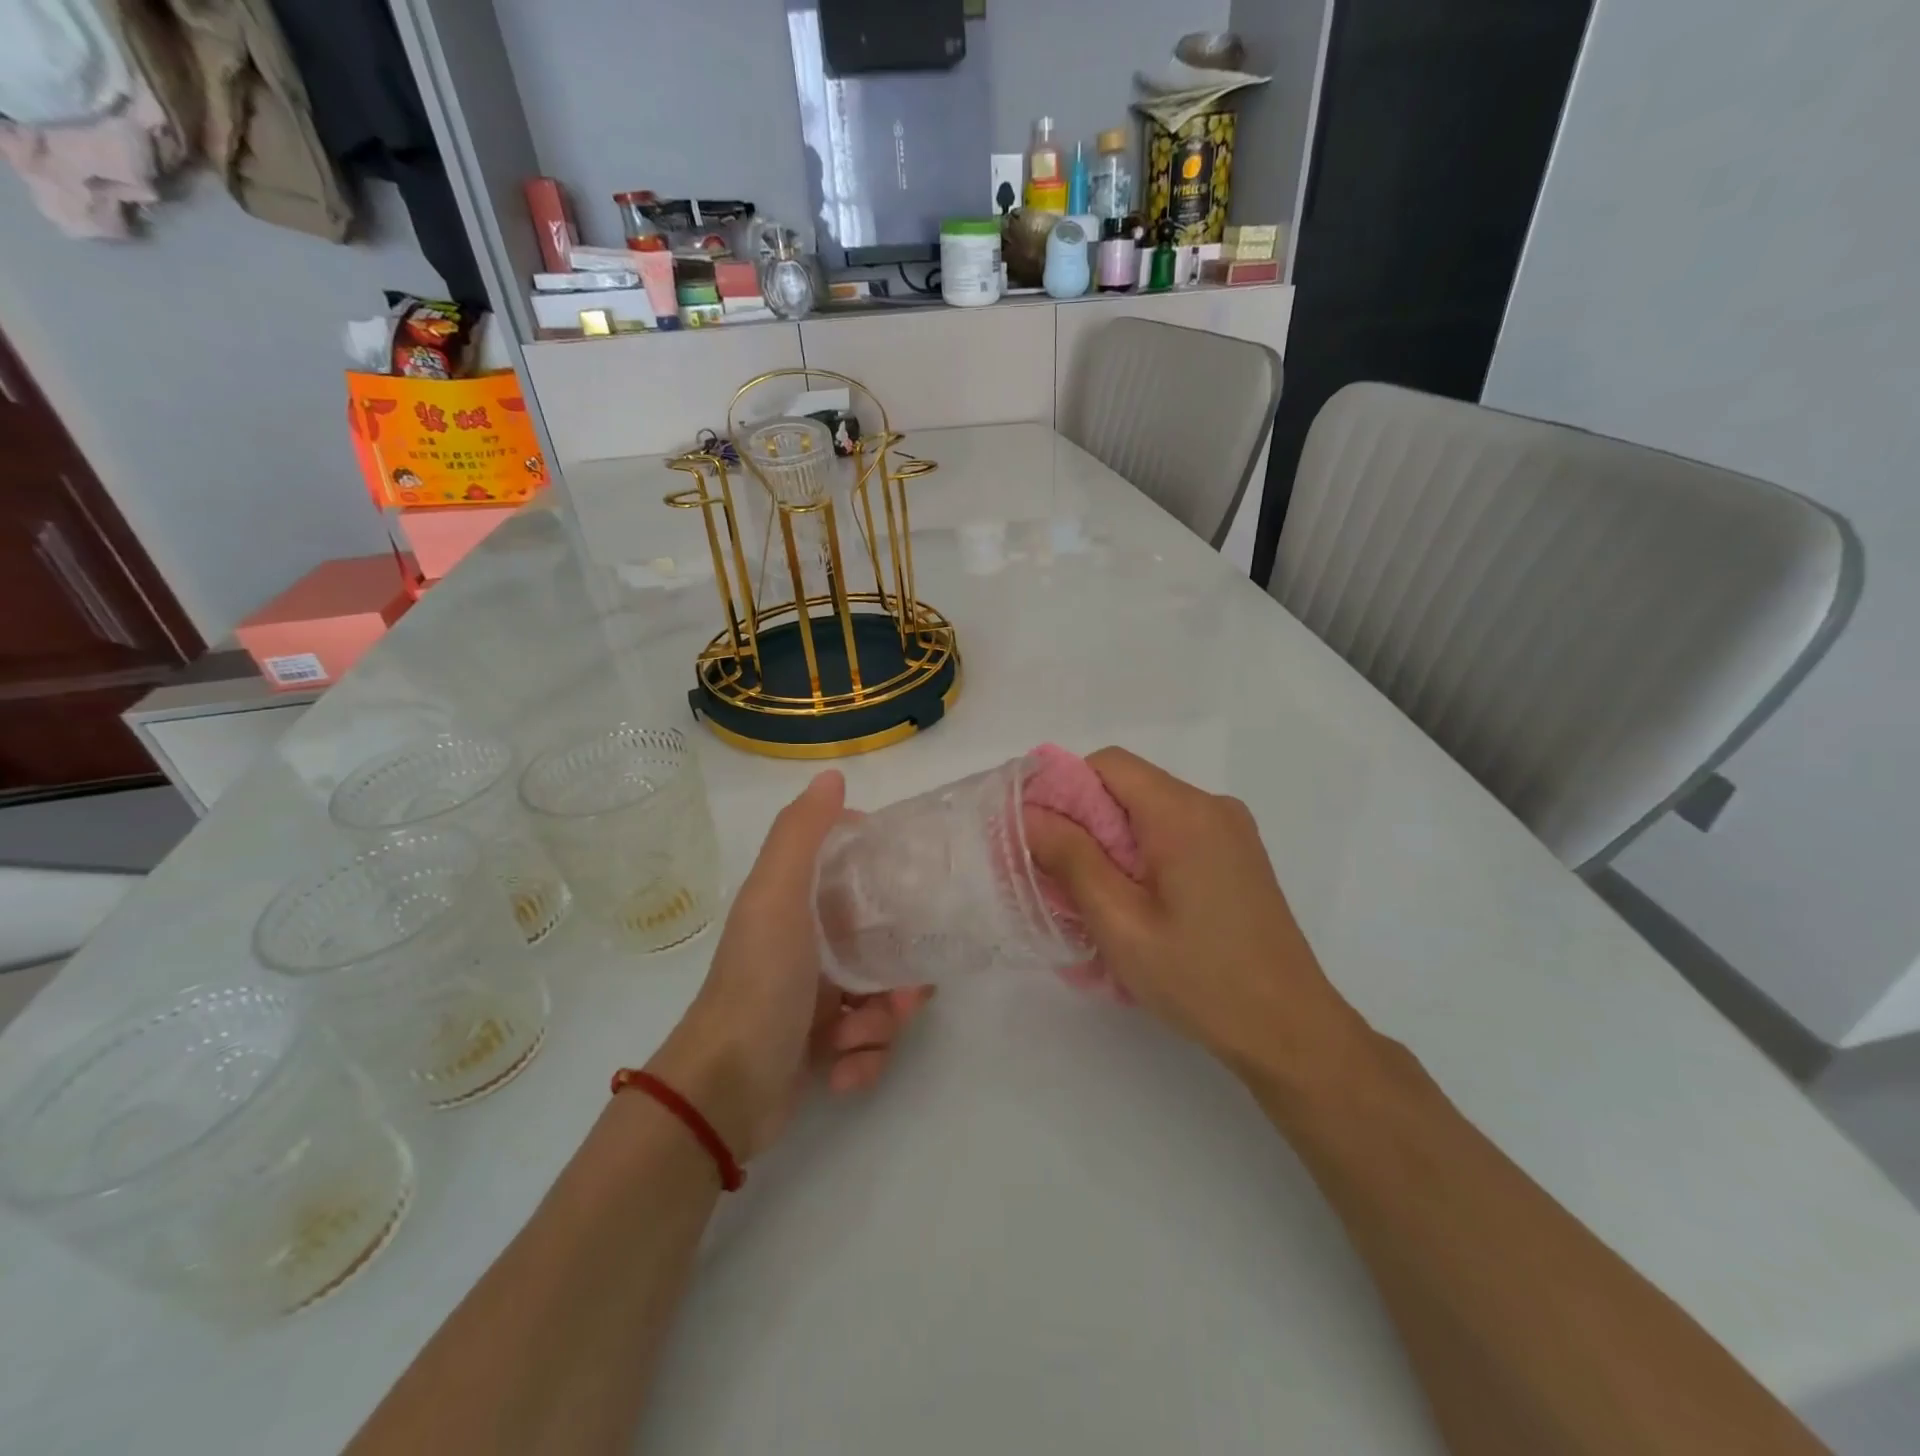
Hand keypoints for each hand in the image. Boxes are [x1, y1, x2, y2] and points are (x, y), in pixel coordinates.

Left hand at [647, 770, 932, 1160]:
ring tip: (862, 1036)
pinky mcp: (816, 1050)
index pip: (852, 879)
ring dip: (882, 1022)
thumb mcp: (777, 896)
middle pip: (877, 946)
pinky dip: (862, 1061)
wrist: (724, 1090)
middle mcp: (804, 951)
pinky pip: (864, 1046)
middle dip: (899, 973)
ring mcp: (810, 1002)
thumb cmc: (760, 982)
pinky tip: (842, 1071)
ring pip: (878, 999)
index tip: (913, 896)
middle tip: (906, 992)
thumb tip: (832, 774)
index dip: (884, 883)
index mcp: (794, 909)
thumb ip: (802, 833)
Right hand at [1025, 748, 1365, 1086]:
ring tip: (1094, 898)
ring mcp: (1231, 830)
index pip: (1107, 764)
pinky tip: (1136, 904)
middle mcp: (1212, 806)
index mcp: (1183, 813)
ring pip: (1148, 812)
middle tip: (1057, 876)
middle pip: (1128, 787)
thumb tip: (1030, 813)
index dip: (1062, 789)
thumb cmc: (1199, 978)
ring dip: (1110, 842)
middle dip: (1083, 822)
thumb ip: (1071, 859)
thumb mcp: (1120, 922)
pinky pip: (1174, 833)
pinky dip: (1142, 854)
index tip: (1036, 835)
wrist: (1290, 1030)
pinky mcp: (1238, 855)